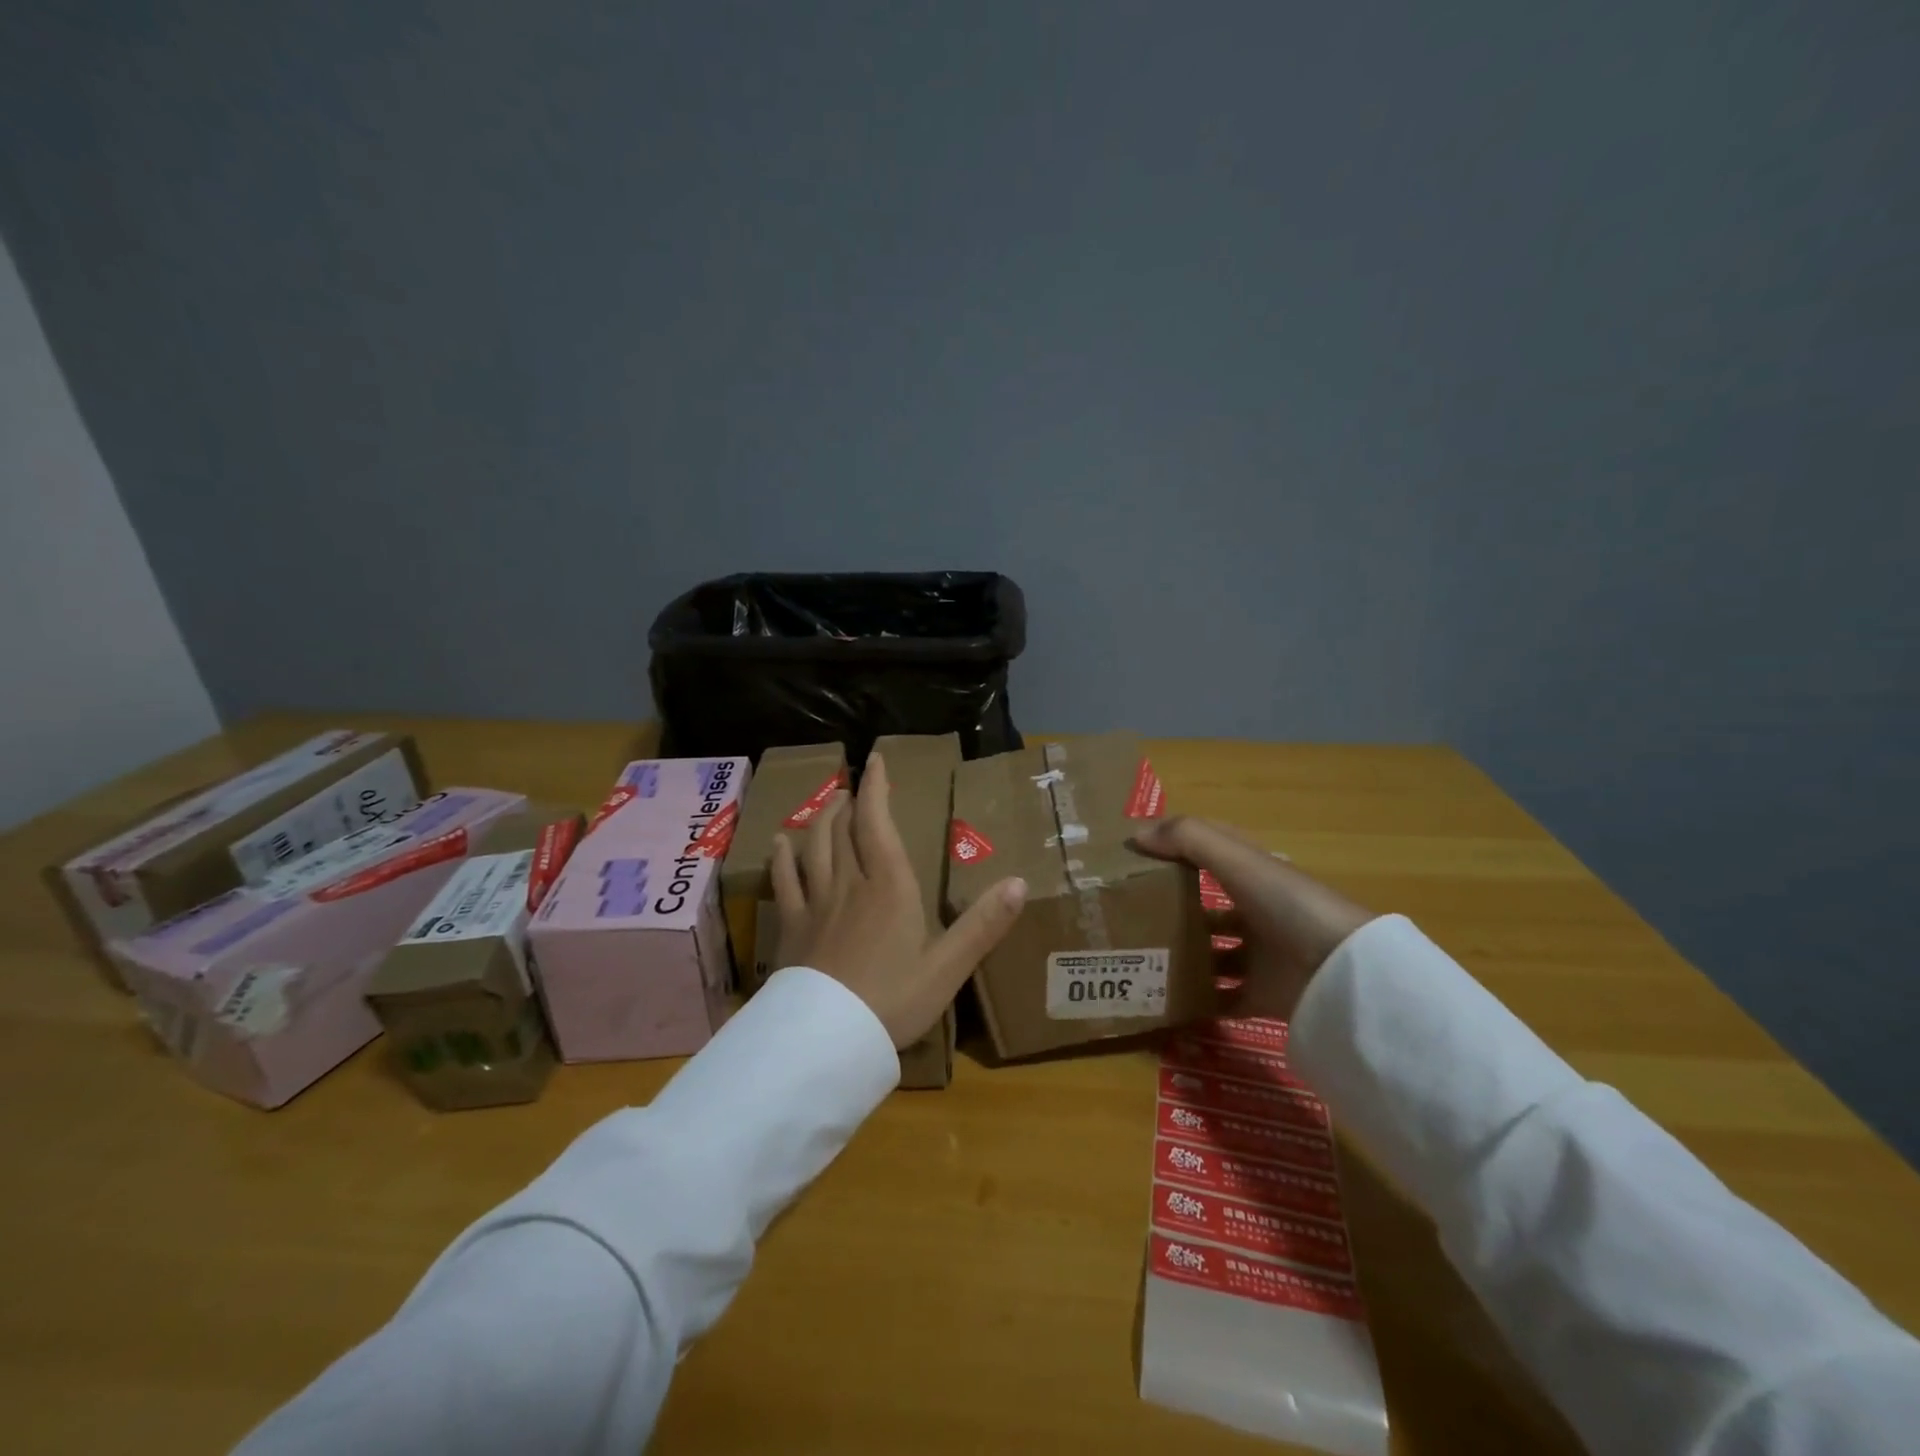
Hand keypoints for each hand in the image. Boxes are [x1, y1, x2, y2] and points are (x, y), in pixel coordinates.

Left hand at [770, 752, 1028, 1048]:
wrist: (828, 1039)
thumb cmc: (894, 1000)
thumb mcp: (948, 966)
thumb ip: (984, 924)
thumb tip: (1019, 882)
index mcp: (890, 886)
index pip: (877, 822)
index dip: (876, 788)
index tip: (875, 760)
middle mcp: (850, 883)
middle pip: (843, 829)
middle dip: (849, 802)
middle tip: (853, 789)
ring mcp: (816, 903)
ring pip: (814, 847)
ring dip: (821, 820)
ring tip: (827, 805)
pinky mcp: (792, 926)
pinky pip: (784, 881)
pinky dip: (782, 857)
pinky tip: (780, 844)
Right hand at [1130, 816, 1374, 1021]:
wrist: (1343, 975)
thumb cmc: (1289, 905)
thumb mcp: (1238, 861)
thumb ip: (1187, 839)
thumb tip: (1135, 835)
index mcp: (1256, 875)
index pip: (1211, 853)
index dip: (1177, 849)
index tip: (1136, 857)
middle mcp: (1258, 911)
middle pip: (1208, 906)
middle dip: (1172, 909)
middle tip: (1127, 916)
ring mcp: (1262, 956)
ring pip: (1212, 953)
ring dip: (1182, 956)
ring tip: (1139, 960)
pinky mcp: (1264, 995)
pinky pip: (1224, 998)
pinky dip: (1199, 1002)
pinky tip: (1166, 1002)